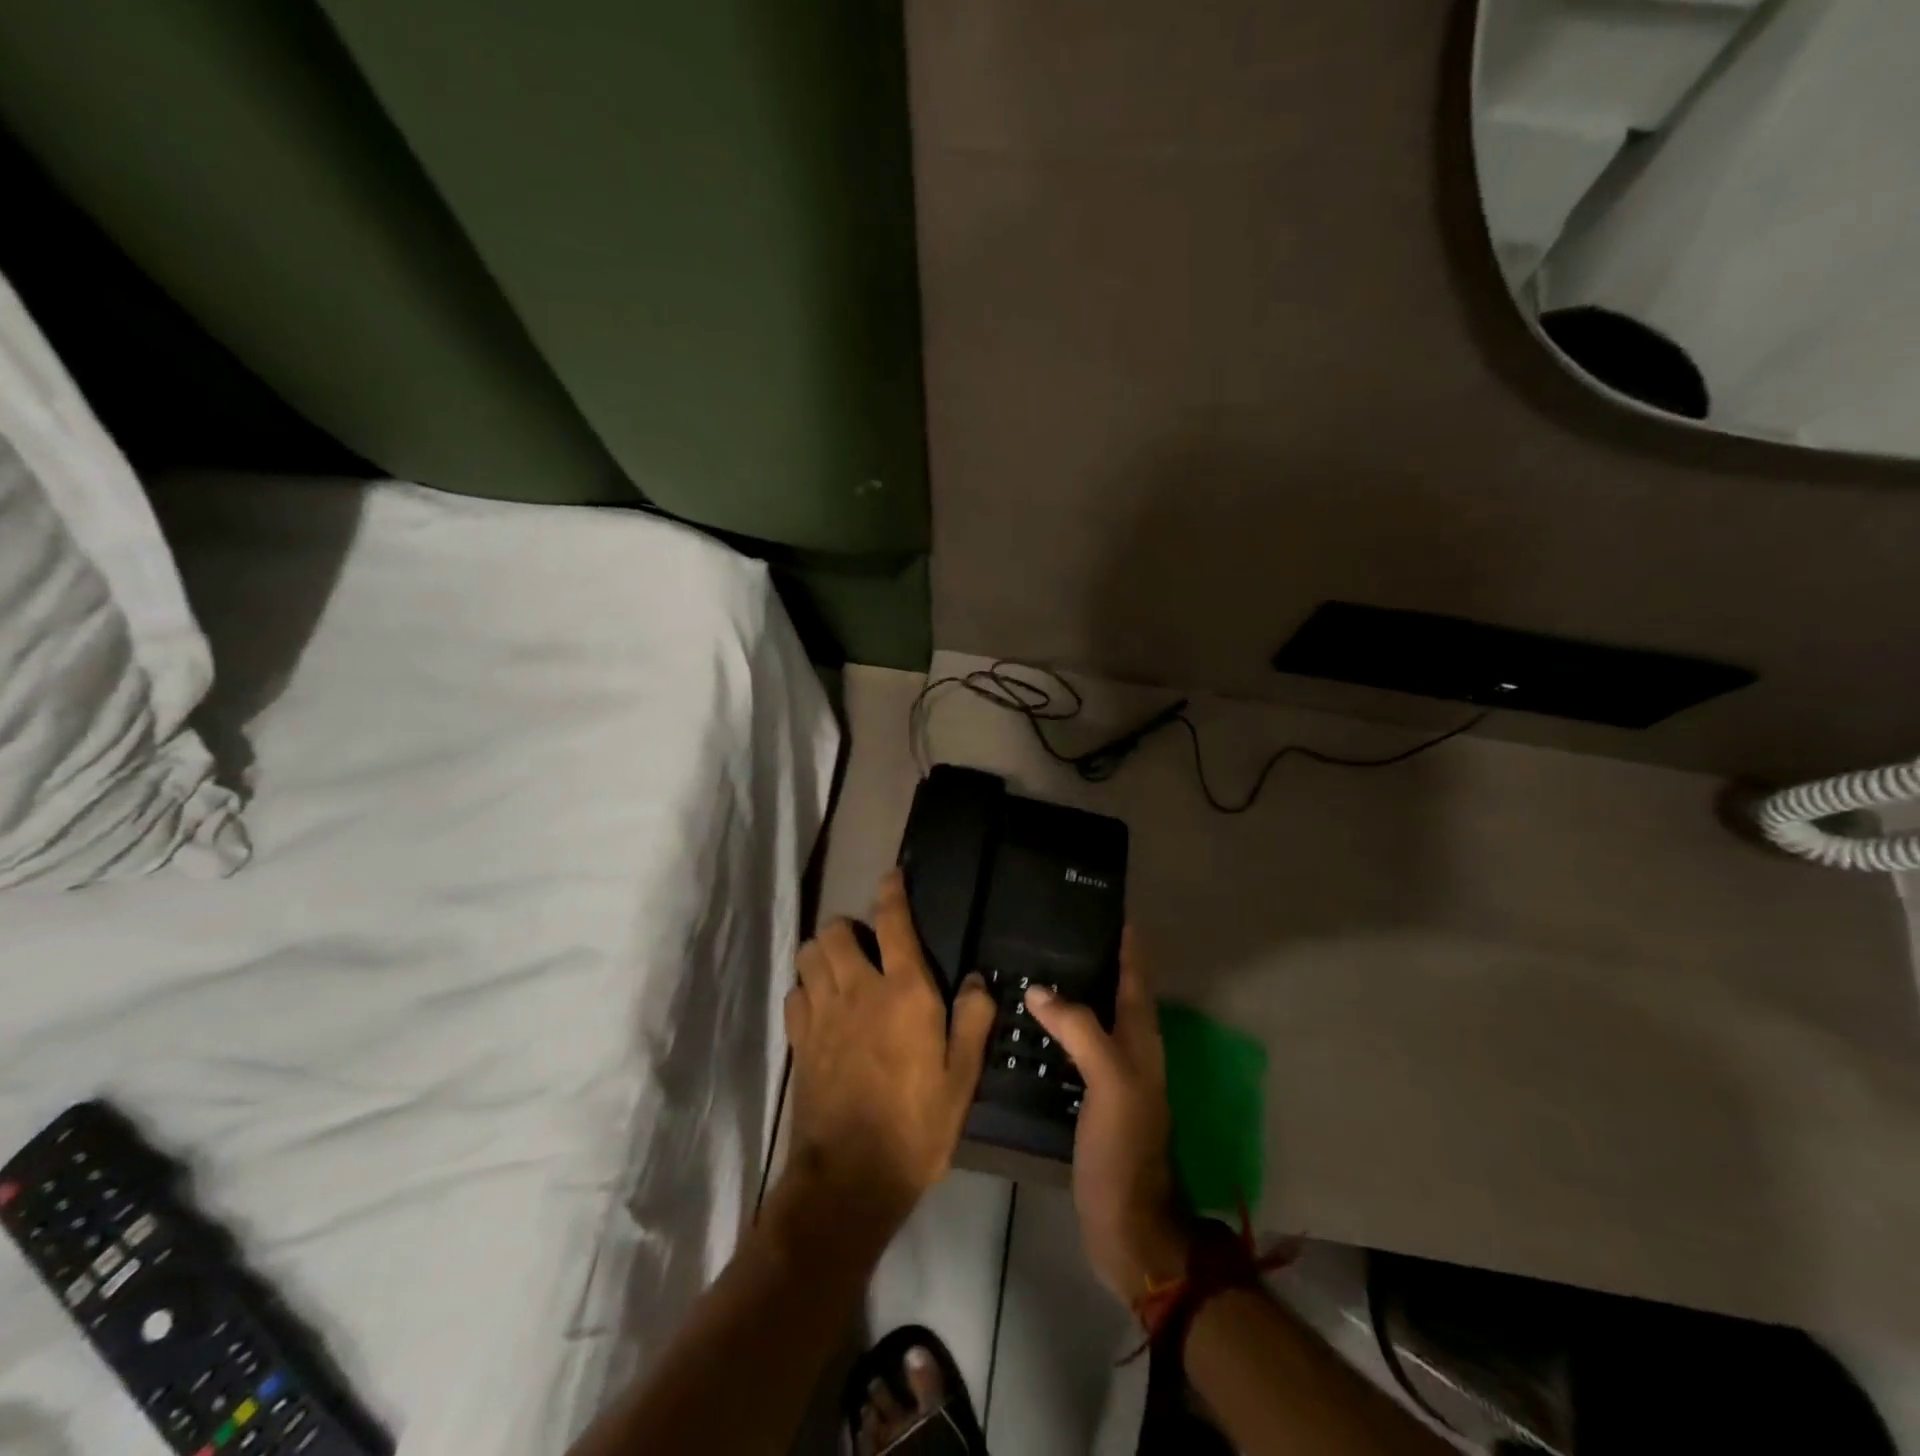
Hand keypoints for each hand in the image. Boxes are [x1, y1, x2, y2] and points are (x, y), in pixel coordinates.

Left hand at [782, 871, 996, 1233]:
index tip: (892, 876)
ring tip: (841, 970)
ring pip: (808, 955)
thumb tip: (977, 979)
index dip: (892, 892)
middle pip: (835, 930)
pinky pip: (794, 993)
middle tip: (867, 946)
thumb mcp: (963, 1077)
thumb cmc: (918, 1125)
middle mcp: (858, 989)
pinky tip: (821, 1007)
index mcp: (904, 991)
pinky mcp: (798, 1041)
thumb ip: (973, 1020)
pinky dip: (806, 989)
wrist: (851, 1177)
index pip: (893, 921)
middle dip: (848, 927)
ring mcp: (822, 1013)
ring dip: (823, 953)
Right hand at [1026, 930, 1188, 1309]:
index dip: (1128, 943)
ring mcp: (1110, 1077)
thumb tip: (1040, 990)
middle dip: (1095, 959)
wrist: (1125, 1224)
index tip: (1110, 908)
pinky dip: (1055, 1030)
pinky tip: (1027, 1025)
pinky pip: (1072, 1050)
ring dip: (1072, 993)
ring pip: (1092, 1020)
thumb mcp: (1110, 1081)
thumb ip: (1080, 1029)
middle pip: (1115, 993)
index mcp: (1142, 1040)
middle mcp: (1130, 1051)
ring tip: (1035, 967)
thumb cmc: (1123, 1147)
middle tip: (1056, 931)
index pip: (1136, 978)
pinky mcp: (1089, 1099)